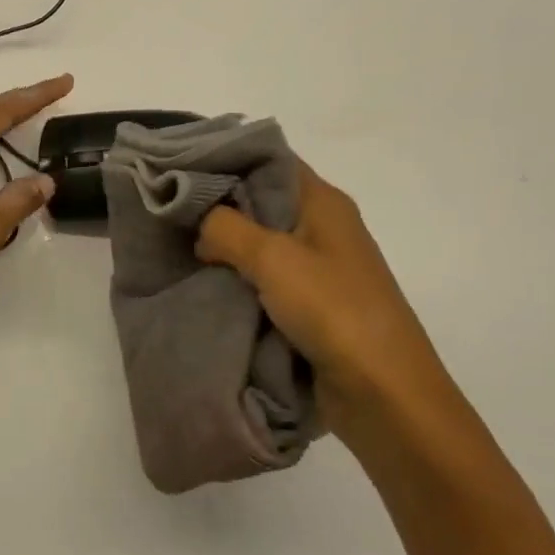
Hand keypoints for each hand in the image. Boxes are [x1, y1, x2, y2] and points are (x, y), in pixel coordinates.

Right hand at [197, 161, 461, 447]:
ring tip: (176, 243)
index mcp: (323, 202)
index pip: (268, 159)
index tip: (179, 163)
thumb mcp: (272, 258)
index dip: (226, 156)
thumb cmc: (334, 311)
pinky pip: (263, 279)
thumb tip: (201, 226)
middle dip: (216, 204)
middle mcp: (321, 227)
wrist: (387, 398)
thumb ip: (225, 228)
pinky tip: (203, 281)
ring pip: (258, 242)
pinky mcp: (310, 306)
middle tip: (167, 207)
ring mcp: (317, 268)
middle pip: (260, 200)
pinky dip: (236, 278)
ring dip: (224, 246)